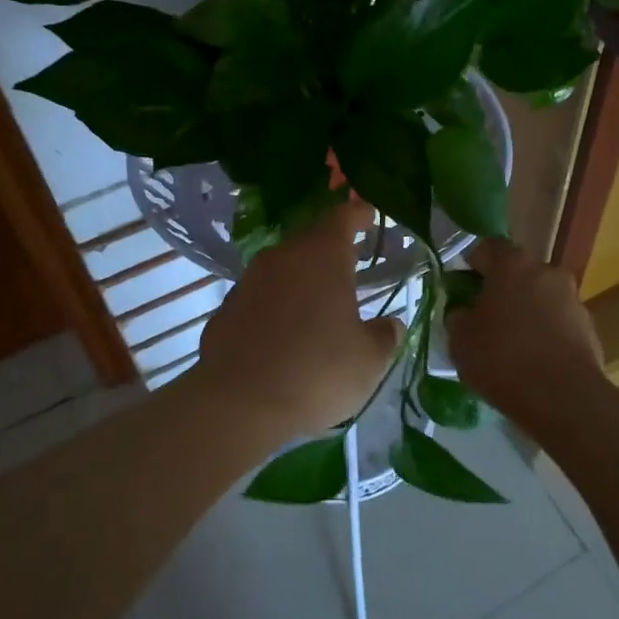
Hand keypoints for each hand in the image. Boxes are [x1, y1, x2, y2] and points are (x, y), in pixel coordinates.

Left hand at [197, 200, 403, 436]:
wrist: (238, 403)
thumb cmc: (316, 371)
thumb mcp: (368, 360)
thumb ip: (384, 336)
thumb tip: (390, 326)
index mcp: (322, 255)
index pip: (343, 217)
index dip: (359, 214)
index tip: (369, 216)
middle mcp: (283, 257)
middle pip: (311, 240)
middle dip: (332, 249)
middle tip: (352, 262)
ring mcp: (249, 281)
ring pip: (283, 268)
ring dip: (302, 278)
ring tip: (321, 300)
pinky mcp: (227, 309)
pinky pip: (261, 296)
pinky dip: (277, 305)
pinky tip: (286, 332)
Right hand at [444, 237, 603, 425]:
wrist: (563, 398)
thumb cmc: (503, 358)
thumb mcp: (460, 339)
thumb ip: (457, 315)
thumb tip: (463, 310)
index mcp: (513, 264)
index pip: (487, 247)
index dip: (471, 264)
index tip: (460, 286)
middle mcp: (547, 272)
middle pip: (517, 273)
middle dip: (500, 289)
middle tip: (483, 317)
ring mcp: (573, 299)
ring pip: (540, 298)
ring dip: (525, 312)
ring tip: (509, 344)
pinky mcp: (589, 328)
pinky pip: (557, 323)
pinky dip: (544, 333)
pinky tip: (532, 361)